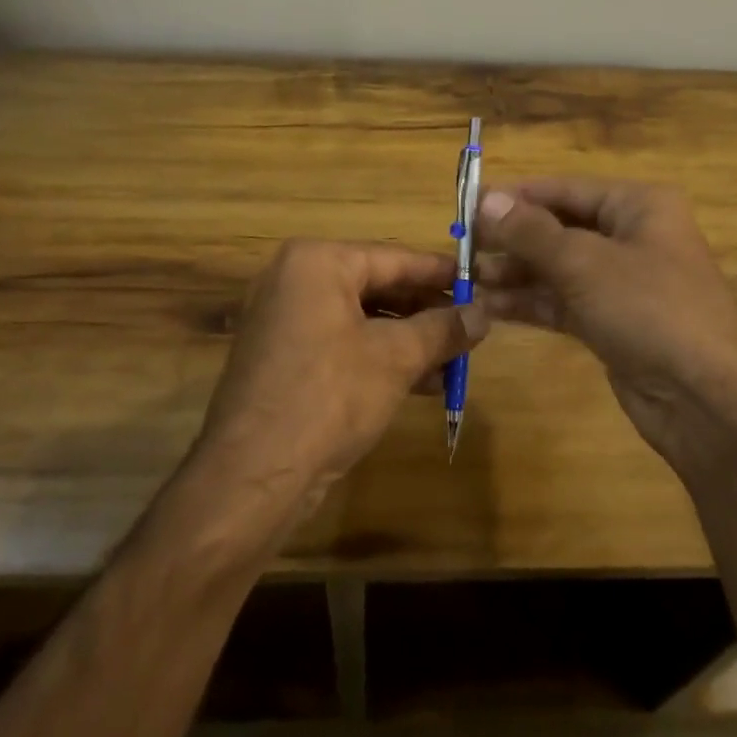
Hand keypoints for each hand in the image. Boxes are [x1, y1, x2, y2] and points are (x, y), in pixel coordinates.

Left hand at [195, 240, 487, 507]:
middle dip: (426, 311)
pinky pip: (342, 344)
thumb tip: (484, 313)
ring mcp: (284, 321)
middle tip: (471, 325)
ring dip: (409, 339)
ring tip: (456, 358)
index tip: (480, 281)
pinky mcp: (283, 359)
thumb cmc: (329, 396)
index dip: (441, 273)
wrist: (252, 478)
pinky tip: (423, 382)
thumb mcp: (395, 358)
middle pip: (377, 286)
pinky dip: (379, 358)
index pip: (393, 258)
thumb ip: (442, 329)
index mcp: (316, 262)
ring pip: (361, 319)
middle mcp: (294, 281)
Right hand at [473, 179, 736, 479]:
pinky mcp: (613, 322)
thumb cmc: (651, 309)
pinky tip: (490, 305)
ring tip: (465, 278)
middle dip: (511, 238)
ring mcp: (623, 282)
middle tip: (460, 248)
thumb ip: (530, 231)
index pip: (564, 188)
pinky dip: (530, 302)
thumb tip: (485, 199)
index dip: (515, 196)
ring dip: (514, 272)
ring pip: (557, 267)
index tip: (466, 205)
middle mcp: (631, 236)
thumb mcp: (584, 263)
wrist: (710, 403)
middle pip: (559, 227)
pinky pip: (563, 301)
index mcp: (637, 205)